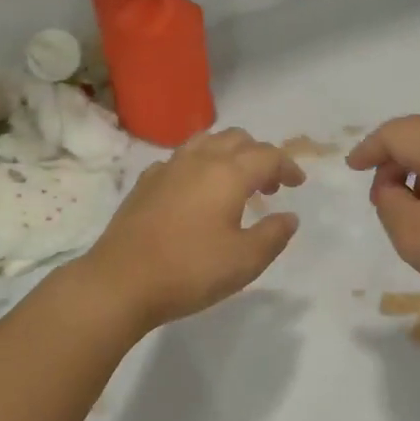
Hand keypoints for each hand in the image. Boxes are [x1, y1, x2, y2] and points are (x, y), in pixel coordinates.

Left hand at [78, 128, 304, 331]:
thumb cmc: (190, 270)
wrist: (120, 281)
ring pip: (206, 142)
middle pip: (237, 139)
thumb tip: (289, 217)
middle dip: (259, 155)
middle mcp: (199, 160)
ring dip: (229, 154)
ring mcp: (168, 167)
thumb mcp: (244, 261)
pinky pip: (181, 159)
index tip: (298, 184)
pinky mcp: (145, 182)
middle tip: (269, 185)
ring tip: (235, 182)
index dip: (288, 166)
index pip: (268, 155)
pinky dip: (199, 165)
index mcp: (228, 173)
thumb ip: (273, 235)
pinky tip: (196, 192)